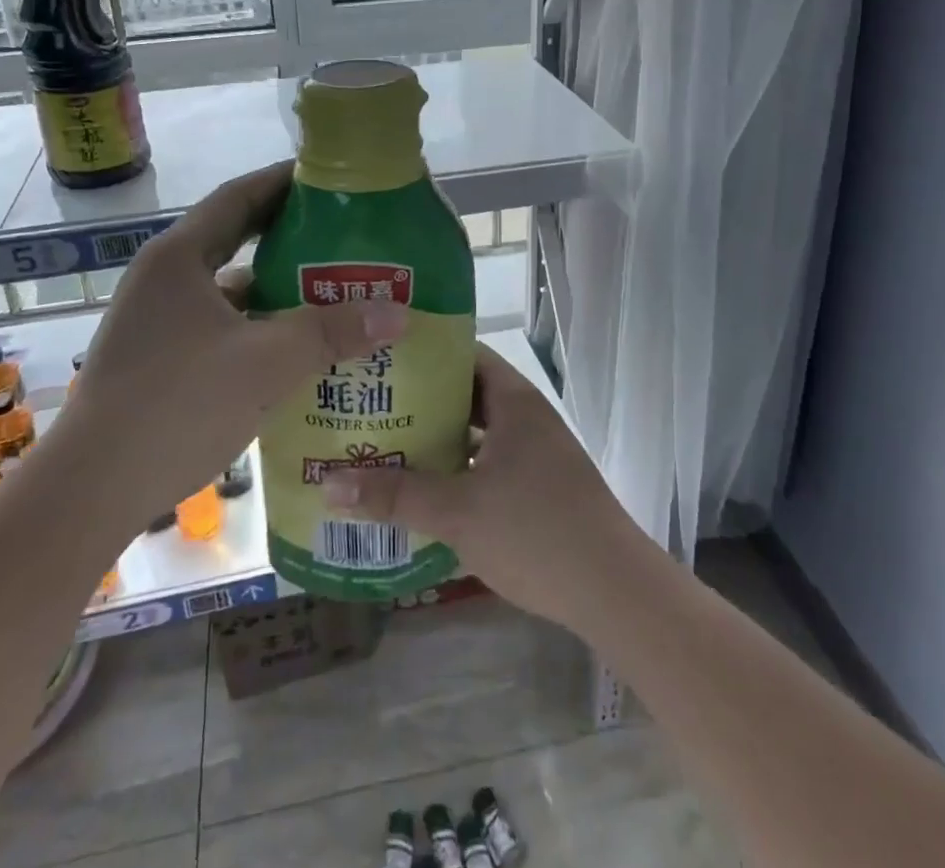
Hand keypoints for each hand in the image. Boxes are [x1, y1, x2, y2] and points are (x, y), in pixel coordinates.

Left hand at [67, 161, 407, 521]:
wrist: (89, 493)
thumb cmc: (177, 406)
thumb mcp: (266, 363)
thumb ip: (332, 332)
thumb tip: (399, 312)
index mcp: (180, 258)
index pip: (239, 197)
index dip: (285, 182)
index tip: (332, 180)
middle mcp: (164, 279)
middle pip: (235, 239)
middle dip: (290, 236)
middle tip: (346, 235)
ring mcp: (158, 322)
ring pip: (229, 290)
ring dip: (277, 289)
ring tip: (334, 291)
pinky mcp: (159, 360)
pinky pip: (221, 327)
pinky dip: (258, 329)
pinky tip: (296, 349)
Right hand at [322, 343, 641, 630]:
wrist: (615, 591)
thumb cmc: (536, 532)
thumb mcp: (457, 511)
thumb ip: (395, 495)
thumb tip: (328, 483)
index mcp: (513, 400)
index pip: (463, 354)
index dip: (422, 353)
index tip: (378, 359)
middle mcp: (526, 416)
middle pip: (465, 393)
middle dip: (420, 401)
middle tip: (369, 405)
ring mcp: (536, 452)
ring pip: (477, 432)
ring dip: (438, 439)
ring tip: (385, 444)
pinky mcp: (539, 486)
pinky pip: (488, 461)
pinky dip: (458, 468)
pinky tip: (425, 489)